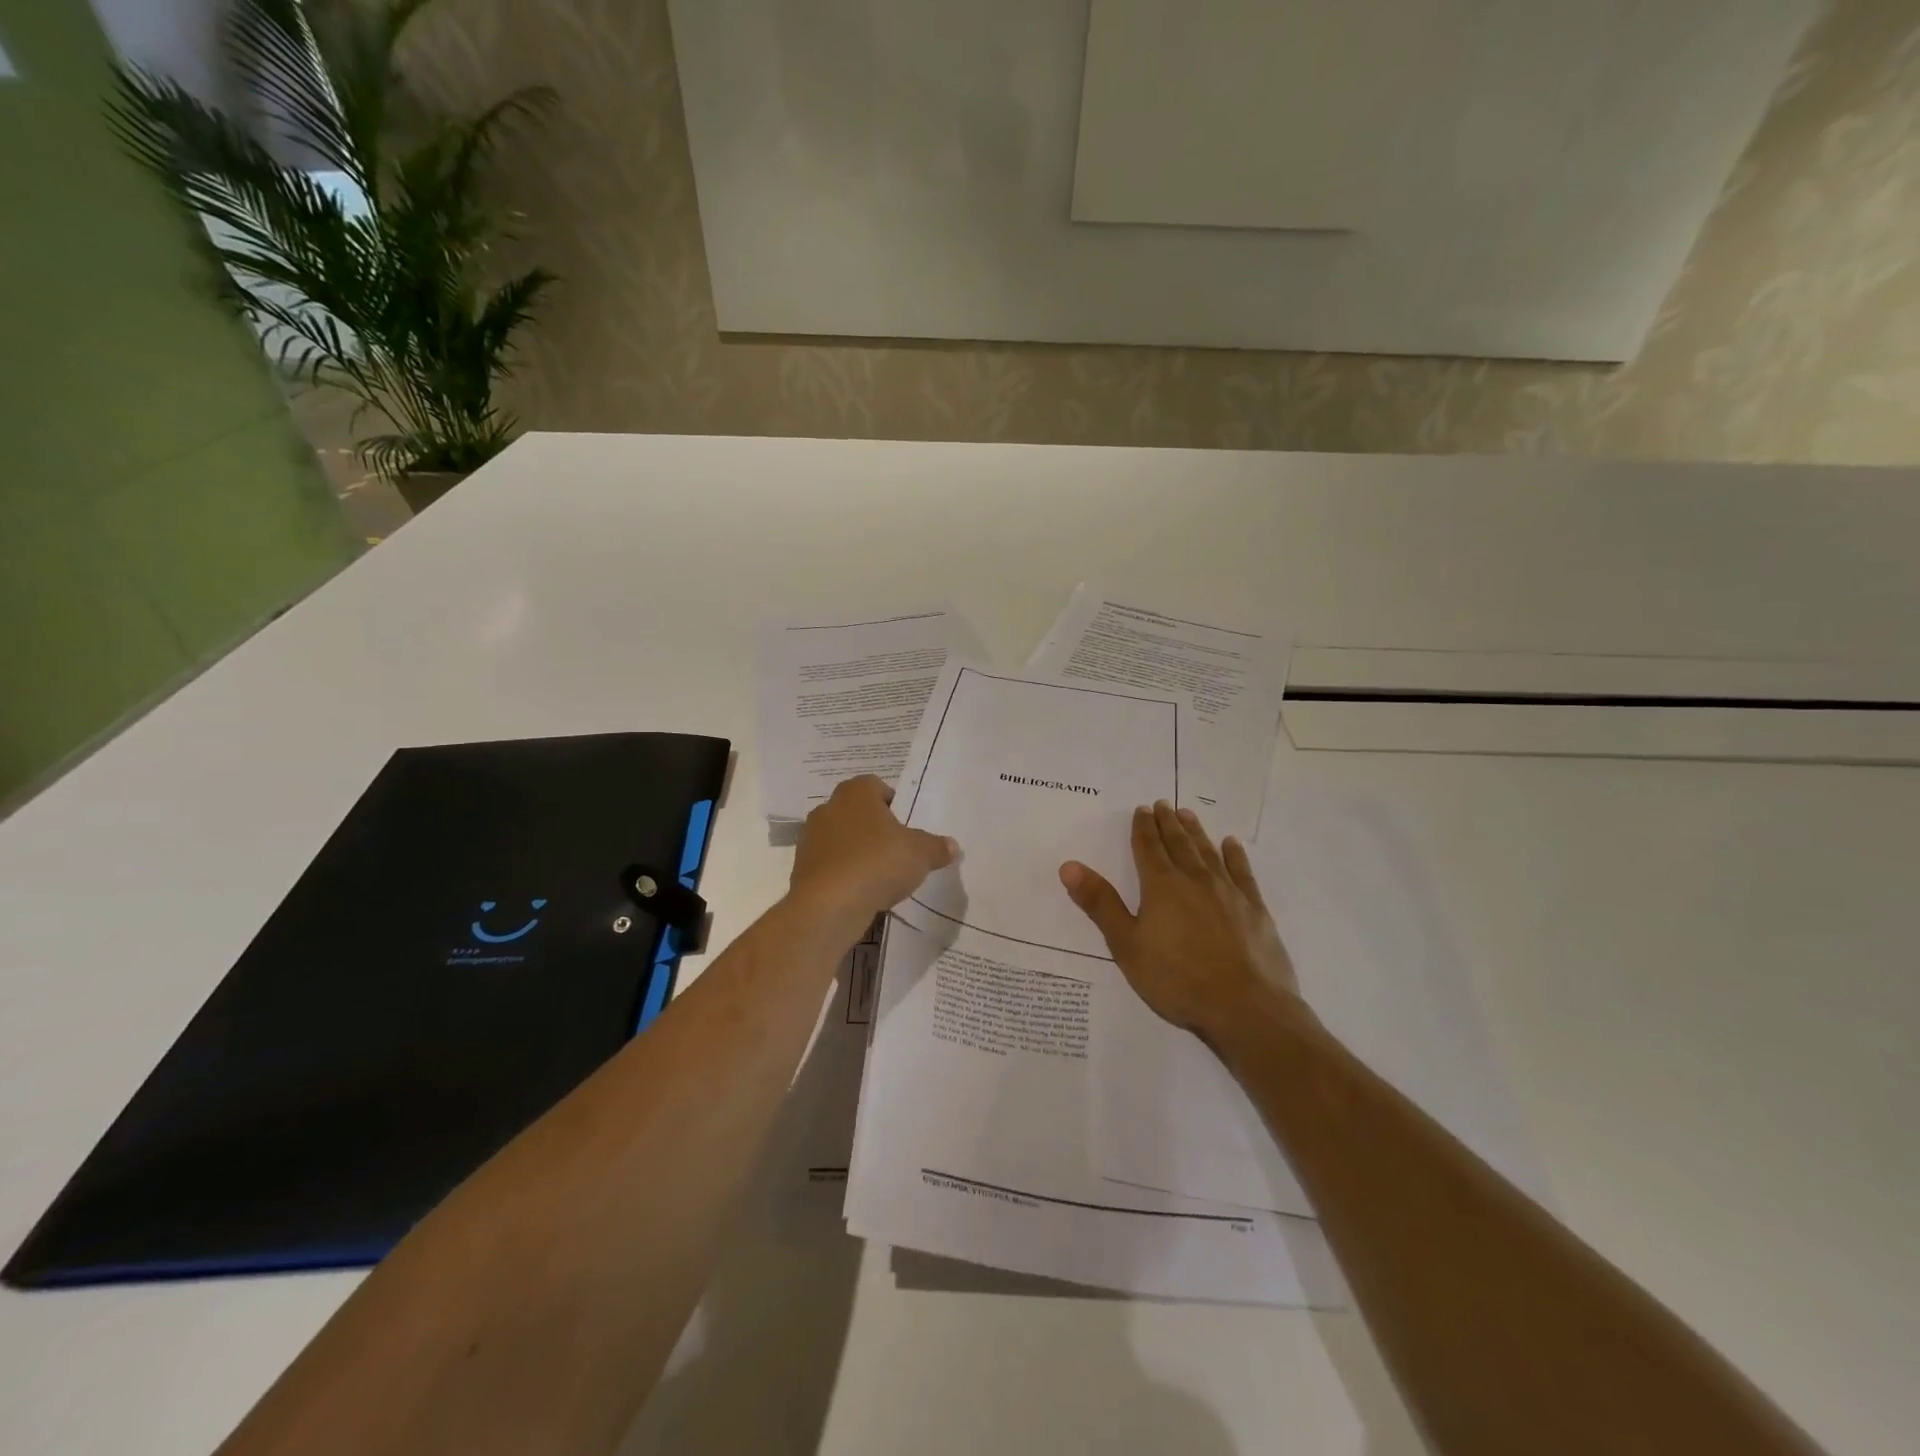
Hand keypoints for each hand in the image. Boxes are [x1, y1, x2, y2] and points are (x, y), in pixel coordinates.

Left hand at [790, 775, 958, 925]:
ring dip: (858, 851)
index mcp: (856, 792)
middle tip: (897, 850)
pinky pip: (830, 864)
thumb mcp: (920, 854)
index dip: (894, 803)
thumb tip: (952, 846)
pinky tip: (860, 891)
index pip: (876, 786)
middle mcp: (828, 808)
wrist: (829, 906)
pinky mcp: (801, 867)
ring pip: (842, 838)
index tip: (907, 826)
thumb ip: (937, 847)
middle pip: (858, 812)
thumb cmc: (878, 863)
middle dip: (876, 828)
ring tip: (879, 875)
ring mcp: (810, 838)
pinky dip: (844, 873)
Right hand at [1061, 802, 1304, 1041]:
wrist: (1246, 1008)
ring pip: (1208, 852)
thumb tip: (1069, 866)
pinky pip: (1242, 872)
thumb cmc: (1178, 979)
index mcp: (1162, 886)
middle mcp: (1195, 880)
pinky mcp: (1255, 909)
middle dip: (1168, 823)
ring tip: (1187, 814)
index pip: (1148, 848)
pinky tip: (1231, 844)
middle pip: (1178, 844)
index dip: (1143, 828)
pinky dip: (1235, 855)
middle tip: (1162, 804)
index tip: (1141, 810)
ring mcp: (1229, 892)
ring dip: (1196, 832)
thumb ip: (1100, 904)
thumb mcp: (1127, 945)